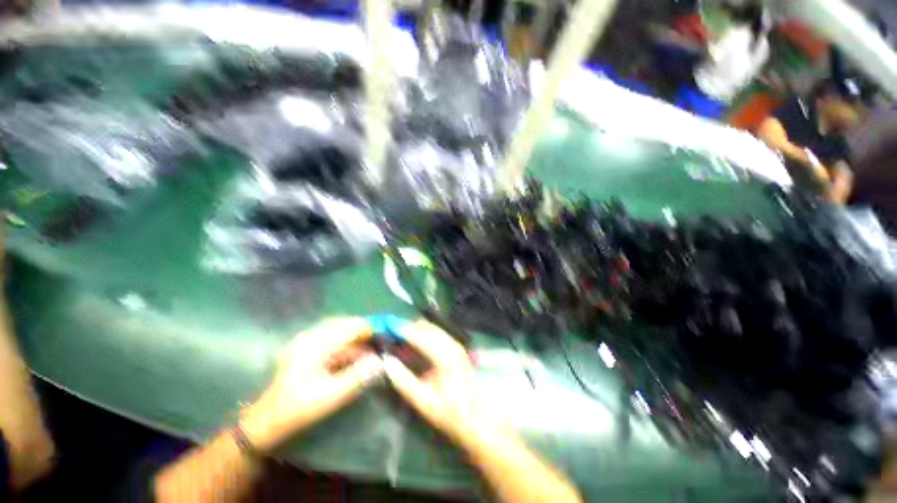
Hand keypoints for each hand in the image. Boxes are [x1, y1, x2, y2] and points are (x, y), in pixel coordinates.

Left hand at [240, 318, 383, 451]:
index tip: (389, 336)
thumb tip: (381, 361)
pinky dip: (350, 347)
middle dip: (367, 333)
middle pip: (348, 324)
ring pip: (343, 331)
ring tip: (374, 351)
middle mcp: (311, 335)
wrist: (267, 422)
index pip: (351, 325)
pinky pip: (336, 340)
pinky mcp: (310, 348)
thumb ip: (357, 377)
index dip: (372, 328)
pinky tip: (358, 358)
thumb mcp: (329, 397)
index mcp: (314, 344)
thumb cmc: (296, 410)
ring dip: (359, 340)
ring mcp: (309, 340)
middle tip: (383, 344)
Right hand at [382, 321, 480, 441]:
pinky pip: (438, 332)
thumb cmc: (448, 412)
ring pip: (434, 328)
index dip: (405, 331)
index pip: (421, 337)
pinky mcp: (457, 346)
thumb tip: (387, 361)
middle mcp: (452, 346)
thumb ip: (403, 381)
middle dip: (410, 327)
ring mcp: (456, 344)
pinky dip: (426, 332)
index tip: (389, 328)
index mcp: (445, 359)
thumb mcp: (422, 401)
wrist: (475, 416)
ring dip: (417, 329)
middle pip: (428, 328)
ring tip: (401, 335)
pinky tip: (416, 339)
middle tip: (393, 332)